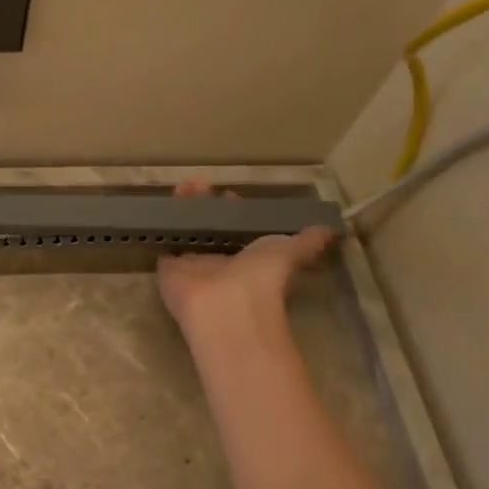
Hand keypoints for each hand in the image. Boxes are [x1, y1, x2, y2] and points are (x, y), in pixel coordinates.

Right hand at [157, 180, 334, 335]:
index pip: (239, 227)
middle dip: (205, 204)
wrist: (225, 305)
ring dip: (184, 208)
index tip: (228, 194)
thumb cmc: (261, 277)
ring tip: (182, 186)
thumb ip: (307, 241)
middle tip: (198, 183)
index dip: (234, 209)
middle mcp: (221, 260)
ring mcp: (192, 264)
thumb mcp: (292, 252)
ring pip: (187, 231)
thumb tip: (330, 230)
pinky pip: (164, 244)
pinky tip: (158, 206)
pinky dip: (160, 226)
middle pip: (210, 226)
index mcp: (249, 256)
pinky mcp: (169, 268)